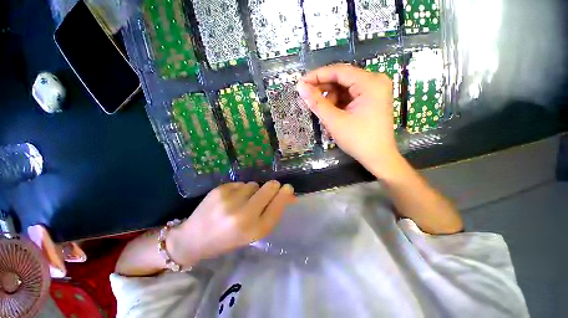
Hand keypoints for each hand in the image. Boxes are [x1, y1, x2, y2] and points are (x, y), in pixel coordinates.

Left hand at [167, 181, 294, 265]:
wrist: (193, 239)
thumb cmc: (228, 239)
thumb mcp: (252, 232)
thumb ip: (271, 212)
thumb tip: (288, 195)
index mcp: (253, 231)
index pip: (277, 207)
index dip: (285, 195)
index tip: (288, 187)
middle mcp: (243, 215)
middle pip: (268, 189)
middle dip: (272, 187)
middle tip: (270, 188)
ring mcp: (230, 201)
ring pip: (254, 184)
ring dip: (253, 190)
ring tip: (241, 201)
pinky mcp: (220, 190)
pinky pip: (241, 183)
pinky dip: (240, 189)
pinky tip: (230, 199)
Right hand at [297, 64, 401, 173]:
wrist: (378, 157)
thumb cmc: (358, 140)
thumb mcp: (334, 121)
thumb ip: (316, 102)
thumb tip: (300, 87)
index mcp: (370, 83)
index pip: (339, 71)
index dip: (317, 76)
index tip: (301, 83)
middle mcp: (375, 81)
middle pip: (342, 79)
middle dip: (323, 89)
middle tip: (307, 98)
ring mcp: (374, 91)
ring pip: (344, 88)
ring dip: (330, 98)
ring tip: (322, 113)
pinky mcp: (371, 100)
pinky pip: (349, 96)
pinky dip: (337, 103)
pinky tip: (331, 114)